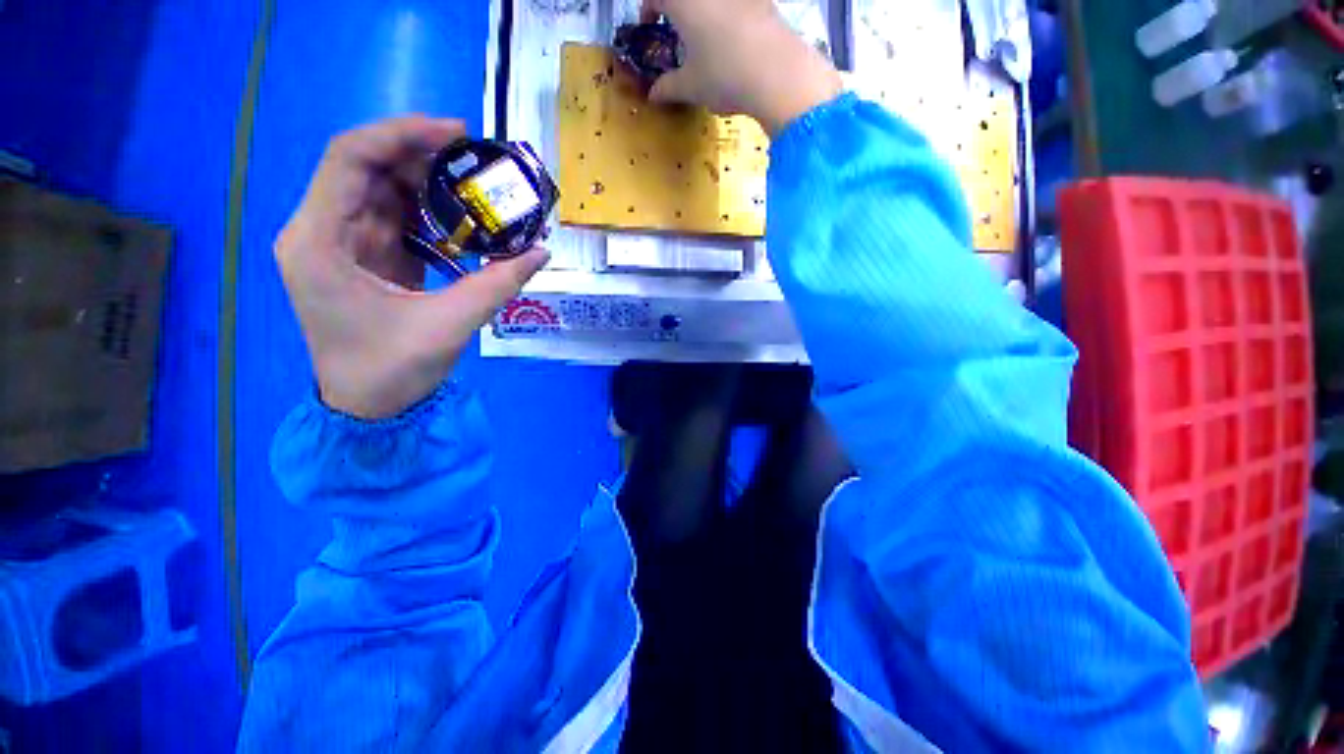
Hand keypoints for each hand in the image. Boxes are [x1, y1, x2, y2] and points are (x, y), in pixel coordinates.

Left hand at [275, 116, 549, 418]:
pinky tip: (462, 224)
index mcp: (319, 241)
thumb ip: (497, 284)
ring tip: (476, 192)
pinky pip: (393, 221)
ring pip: (380, 192)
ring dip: (428, 188)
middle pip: (365, 169)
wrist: (368, 409)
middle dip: (421, 159)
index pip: (349, 158)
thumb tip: (541, 251)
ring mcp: (339, 245)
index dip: (402, 134)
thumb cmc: (392, 370)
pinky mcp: (361, 259)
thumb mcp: (450, 325)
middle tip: (477, 164)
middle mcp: (318, 232)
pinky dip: (428, 217)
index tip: (457, 133)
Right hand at [642, 0, 841, 134]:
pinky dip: (730, 16)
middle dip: (678, 9)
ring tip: (707, 38)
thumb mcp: (691, 87)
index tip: (650, 24)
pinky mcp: (763, 1)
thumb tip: (653, 95)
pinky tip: (736, 42)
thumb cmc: (724, 76)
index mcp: (684, 1)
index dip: (648, 6)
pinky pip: (738, 6)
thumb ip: (668, 88)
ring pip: (712, 1)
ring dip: (705, 12)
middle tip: (678, 29)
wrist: (778, 73)